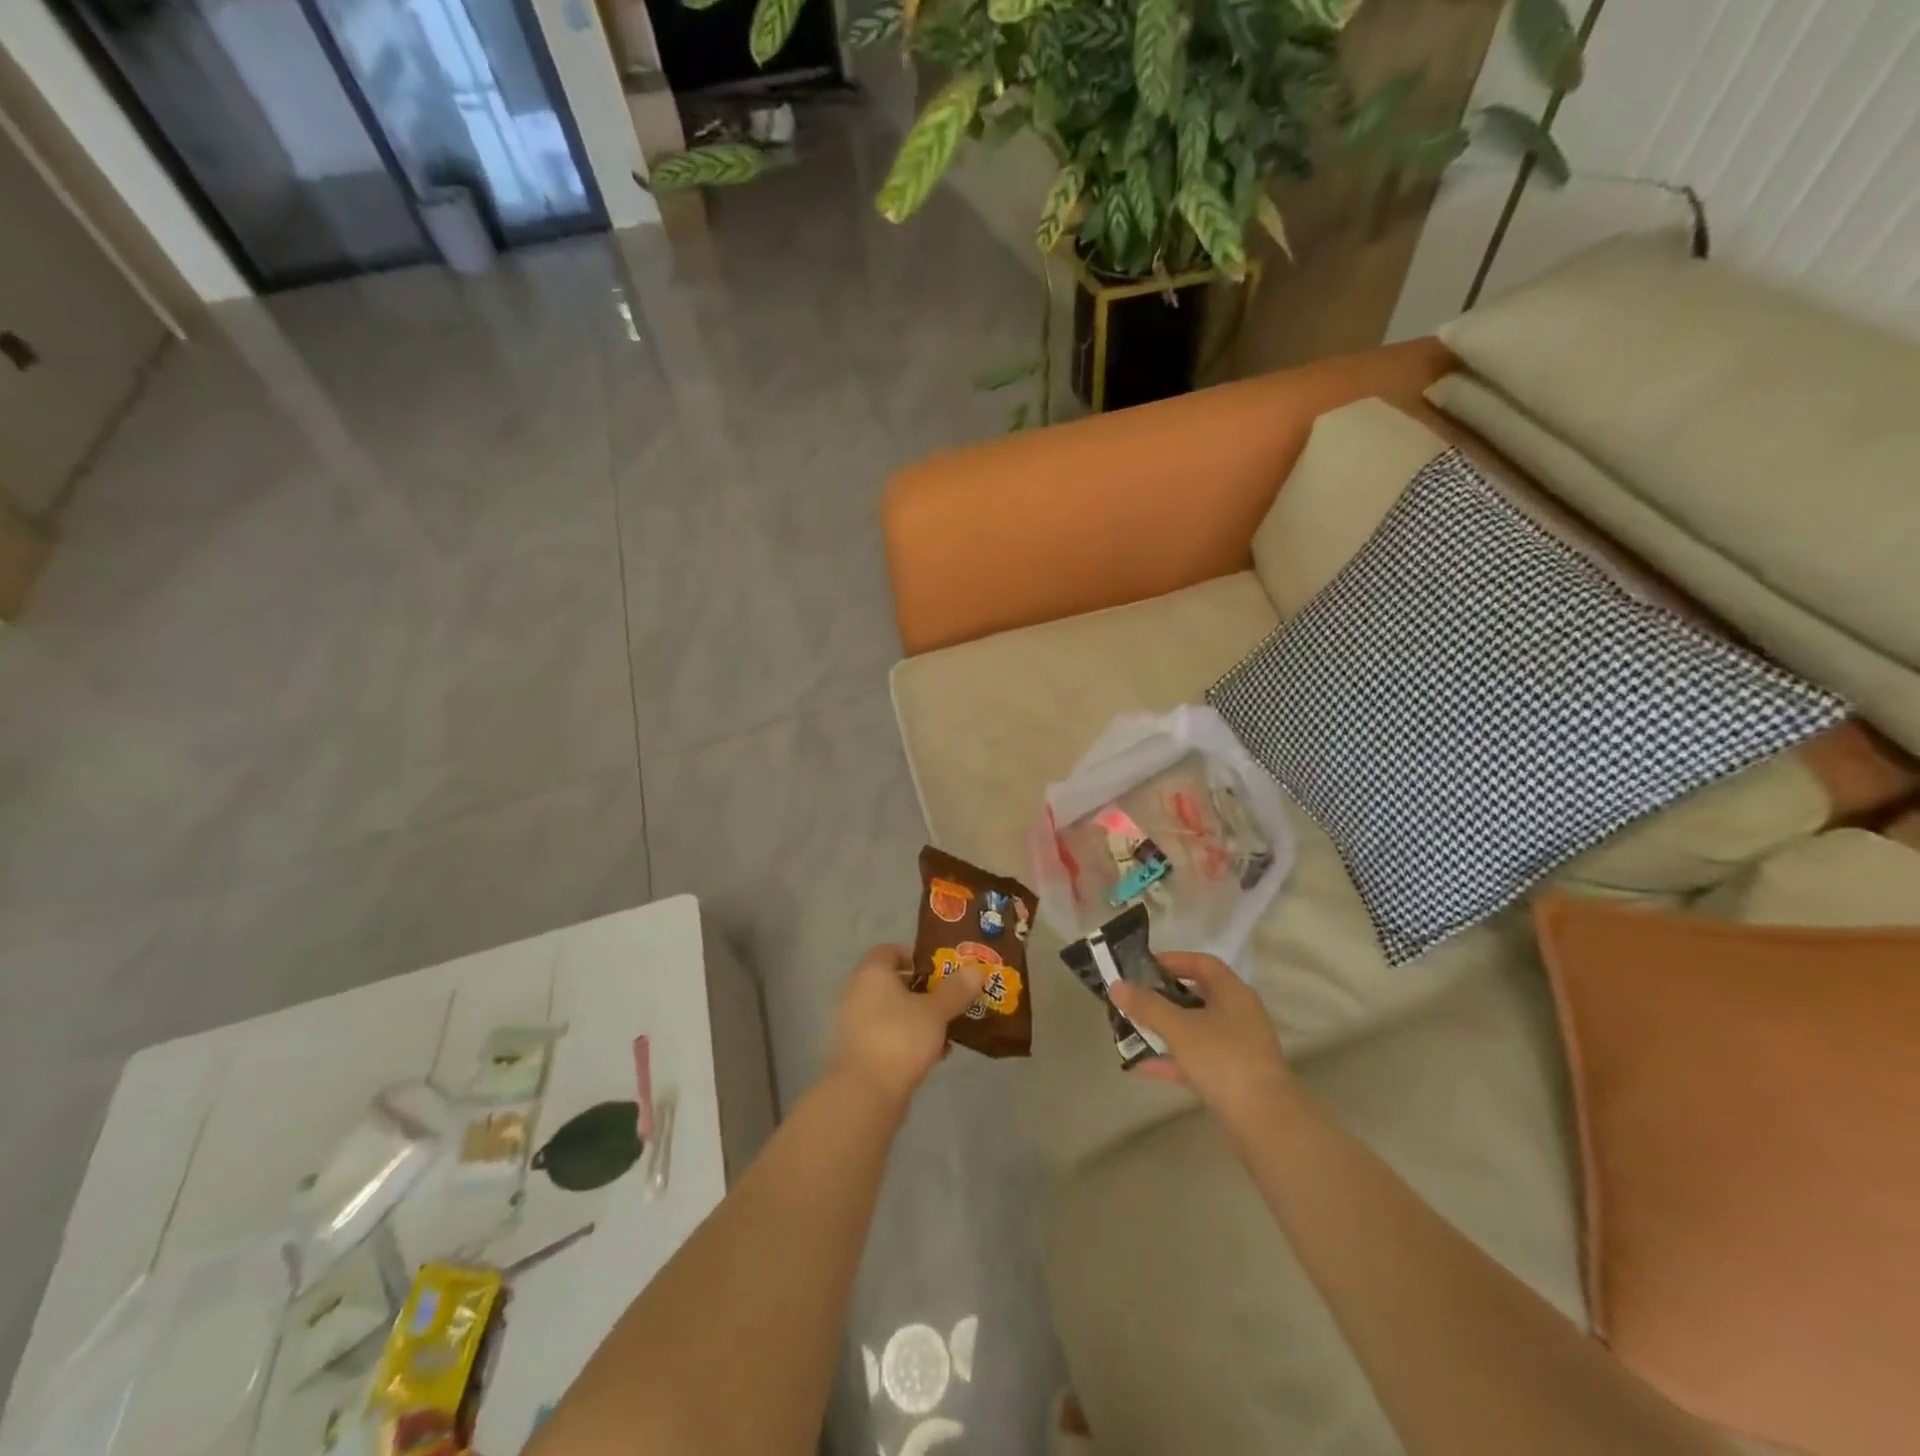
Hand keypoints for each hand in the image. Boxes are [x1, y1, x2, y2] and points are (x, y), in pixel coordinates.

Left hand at [831, 944, 984, 1105]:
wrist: (866, 1093)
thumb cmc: (900, 1038)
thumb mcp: (935, 1011)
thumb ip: (956, 989)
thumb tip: (977, 969)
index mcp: (871, 973)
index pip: (890, 951)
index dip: (916, 956)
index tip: (942, 969)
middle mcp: (857, 992)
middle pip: (894, 982)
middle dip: (924, 989)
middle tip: (951, 997)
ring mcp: (855, 1023)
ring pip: (892, 1011)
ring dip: (919, 1017)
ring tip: (948, 1028)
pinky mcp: (859, 1051)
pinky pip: (888, 1034)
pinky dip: (908, 1038)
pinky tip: (935, 1054)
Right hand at [1108, 952, 1293, 1128]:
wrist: (1264, 1121)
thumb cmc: (1223, 1059)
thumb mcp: (1179, 1028)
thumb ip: (1146, 1006)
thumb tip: (1116, 986)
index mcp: (1233, 993)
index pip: (1202, 963)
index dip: (1173, 960)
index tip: (1143, 968)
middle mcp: (1238, 1015)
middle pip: (1196, 996)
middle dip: (1162, 998)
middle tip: (1134, 1000)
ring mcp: (1237, 1048)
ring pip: (1194, 1030)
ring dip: (1164, 1030)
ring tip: (1131, 1031)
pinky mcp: (1232, 1077)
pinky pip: (1196, 1059)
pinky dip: (1172, 1060)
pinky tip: (1142, 1067)